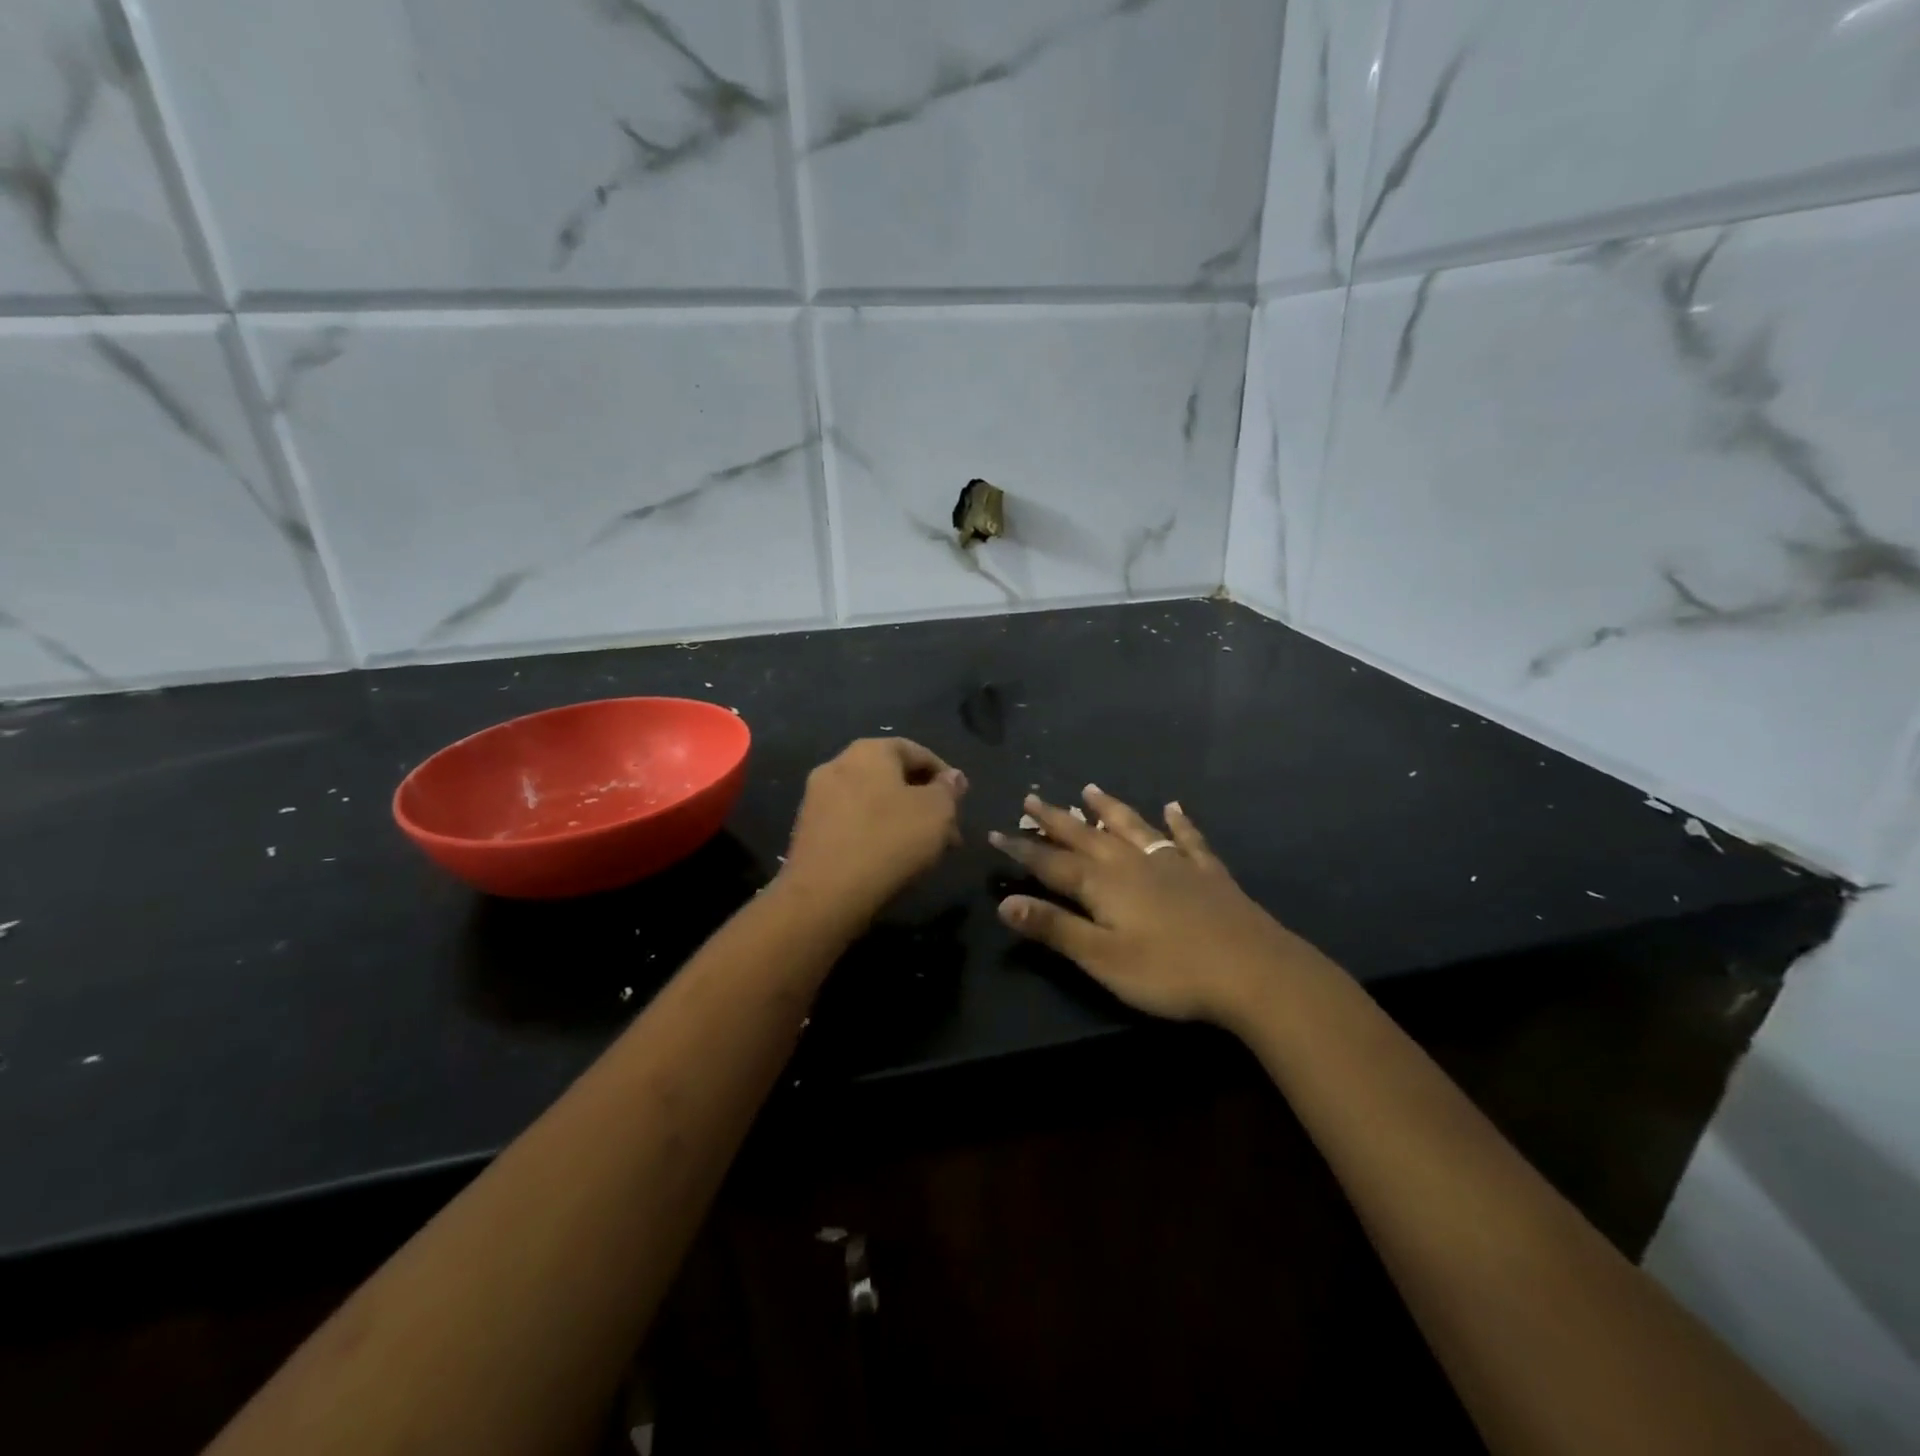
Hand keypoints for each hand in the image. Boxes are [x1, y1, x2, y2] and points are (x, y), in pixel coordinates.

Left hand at [781, 738, 967, 920]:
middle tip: (947, 831)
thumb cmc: (889, 840)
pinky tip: (891, 859)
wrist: (825, 894)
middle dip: (924, 802)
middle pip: (893, 777)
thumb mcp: (936, 812)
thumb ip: (948, 790)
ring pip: (873, 802)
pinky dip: (876, 833)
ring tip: (924, 850)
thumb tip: (952, 777)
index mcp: (869, 750)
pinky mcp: (807, 830)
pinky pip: (853, 822)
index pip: (917, 752)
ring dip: (902, 820)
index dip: (945, 776)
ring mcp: (817, 798)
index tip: (961, 803)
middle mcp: (838, 764)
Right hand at [988, 786, 1323, 1026]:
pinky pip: (1187, 839)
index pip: (1052, 862)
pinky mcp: (1207, 873)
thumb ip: (1054, 928)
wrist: (1253, 970)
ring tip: (1089, 788)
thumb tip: (1005, 902)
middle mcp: (1133, 863)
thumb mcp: (1102, 958)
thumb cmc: (1169, 971)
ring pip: (1132, 827)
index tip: (996, 833)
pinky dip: (1179, 822)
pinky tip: (1174, 807)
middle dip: (1056, 819)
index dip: (1022, 849)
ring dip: (1109, 808)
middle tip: (1032, 797)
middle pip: (1086, 835)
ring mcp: (1173, 863)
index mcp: (1104, 884)